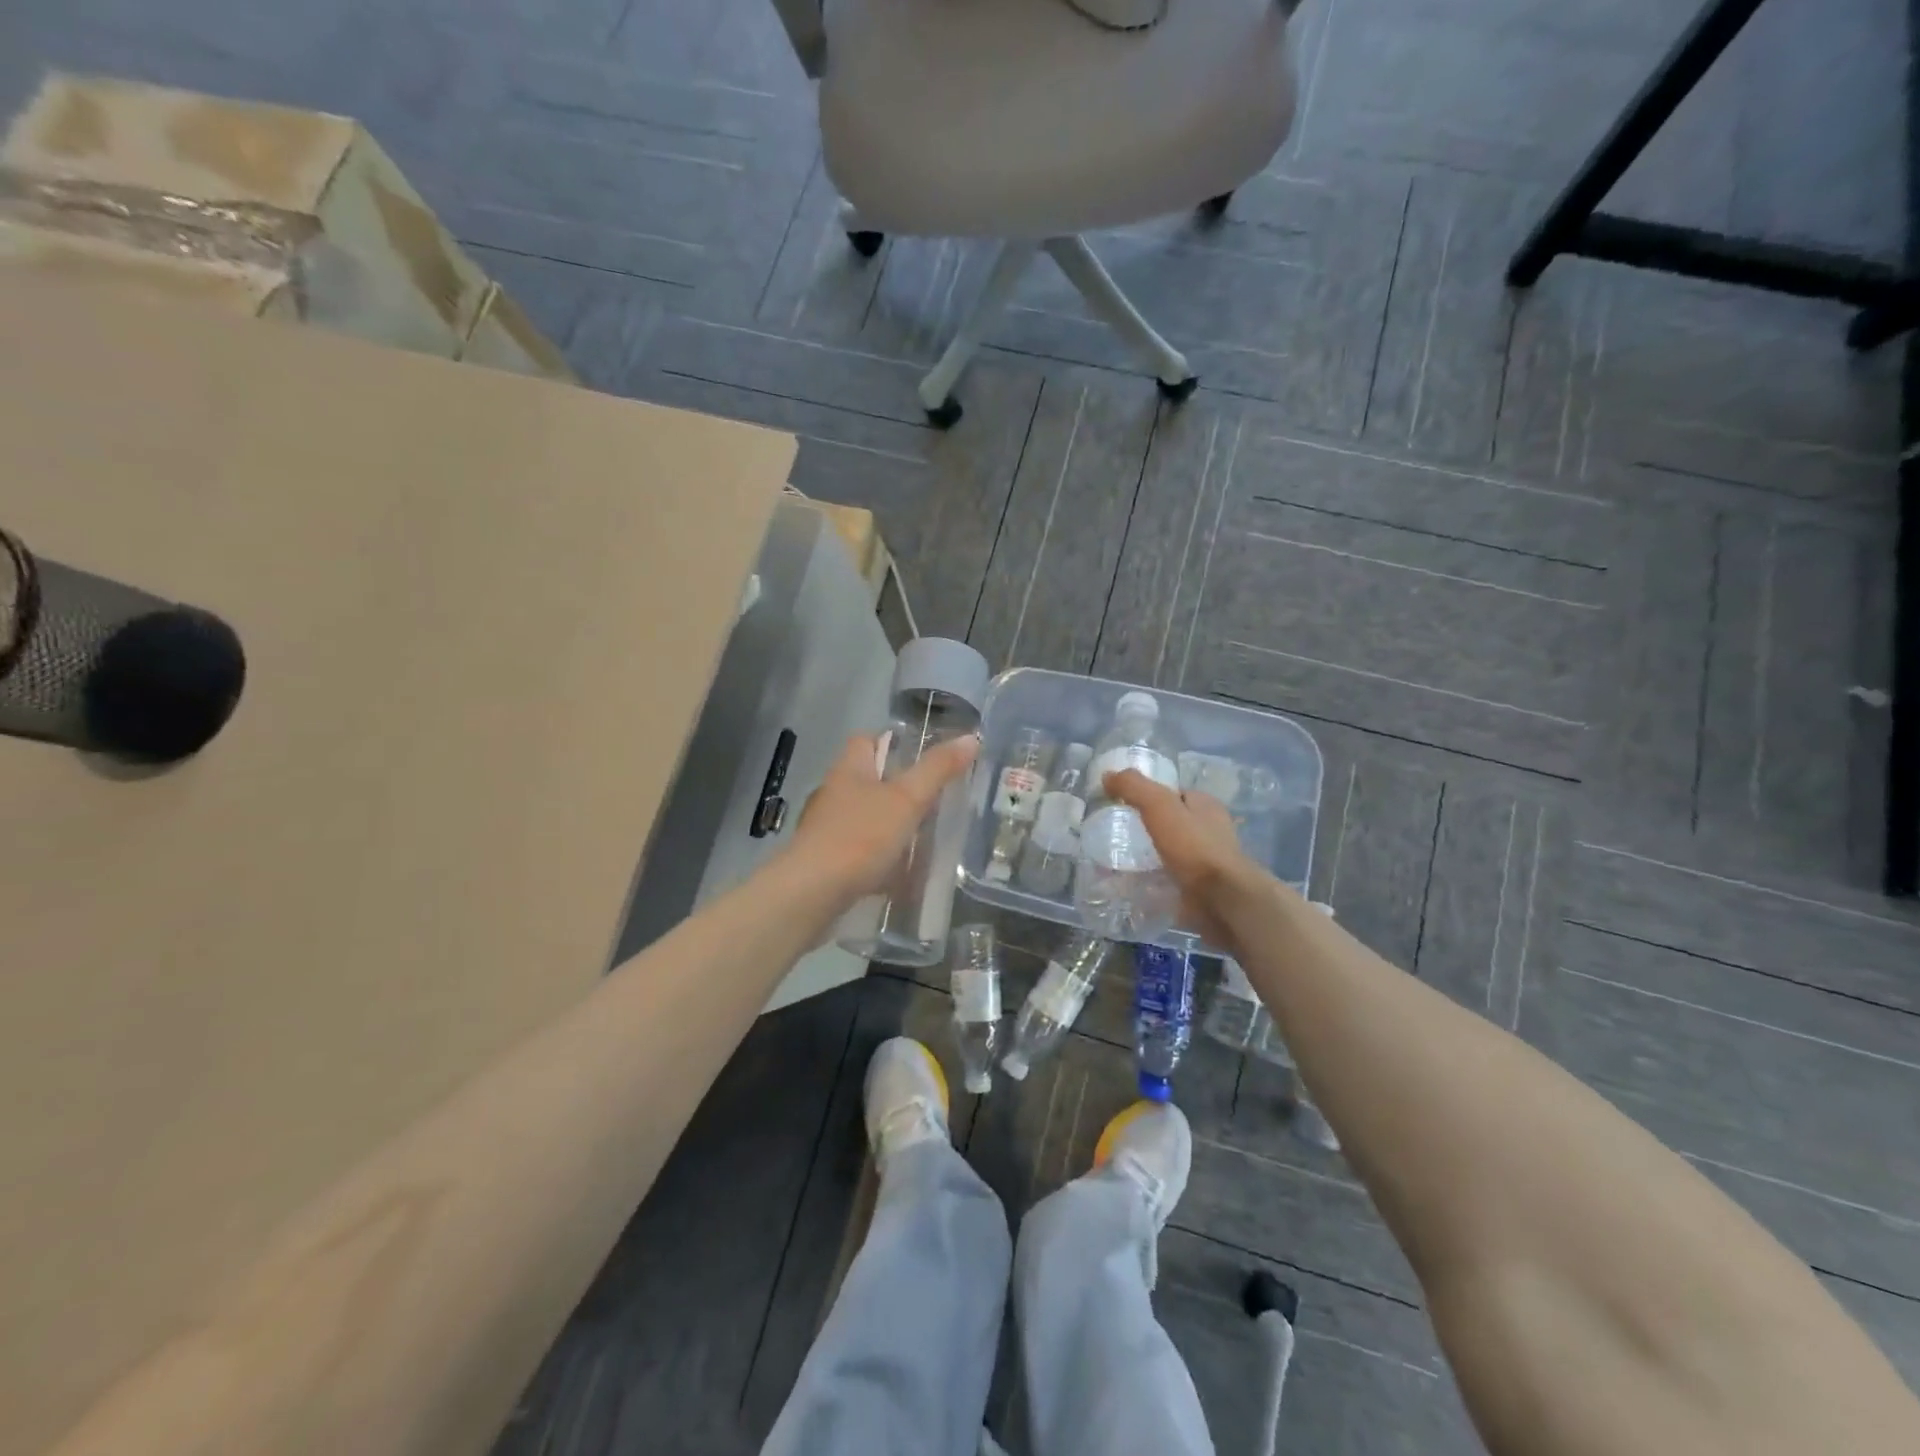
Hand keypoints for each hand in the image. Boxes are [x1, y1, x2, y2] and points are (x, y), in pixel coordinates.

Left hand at [788, 733, 979, 904]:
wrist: (812, 893)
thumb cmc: (860, 836)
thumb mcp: (907, 799)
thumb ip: (937, 770)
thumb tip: (971, 738)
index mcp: (849, 770)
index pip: (866, 740)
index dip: (891, 742)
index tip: (921, 755)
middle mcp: (834, 794)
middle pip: (868, 781)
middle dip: (898, 790)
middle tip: (933, 800)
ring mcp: (827, 830)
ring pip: (866, 819)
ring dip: (891, 827)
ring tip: (924, 840)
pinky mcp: (826, 862)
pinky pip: (860, 853)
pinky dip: (881, 861)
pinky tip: (901, 876)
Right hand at [1103, 769, 1259, 947]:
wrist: (1221, 900)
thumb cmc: (1194, 846)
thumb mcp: (1159, 806)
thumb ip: (1134, 787)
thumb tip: (1108, 775)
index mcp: (1206, 806)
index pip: (1175, 793)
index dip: (1150, 795)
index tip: (1123, 804)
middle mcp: (1210, 831)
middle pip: (1173, 823)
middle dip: (1149, 827)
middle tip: (1118, 834)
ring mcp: (1207, 862)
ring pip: (1171, 853)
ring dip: (1150, 856)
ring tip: (1119, 861)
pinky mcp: (1200, 889)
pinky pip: (1170, 879)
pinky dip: (1154, 881)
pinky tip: (1133, 884)